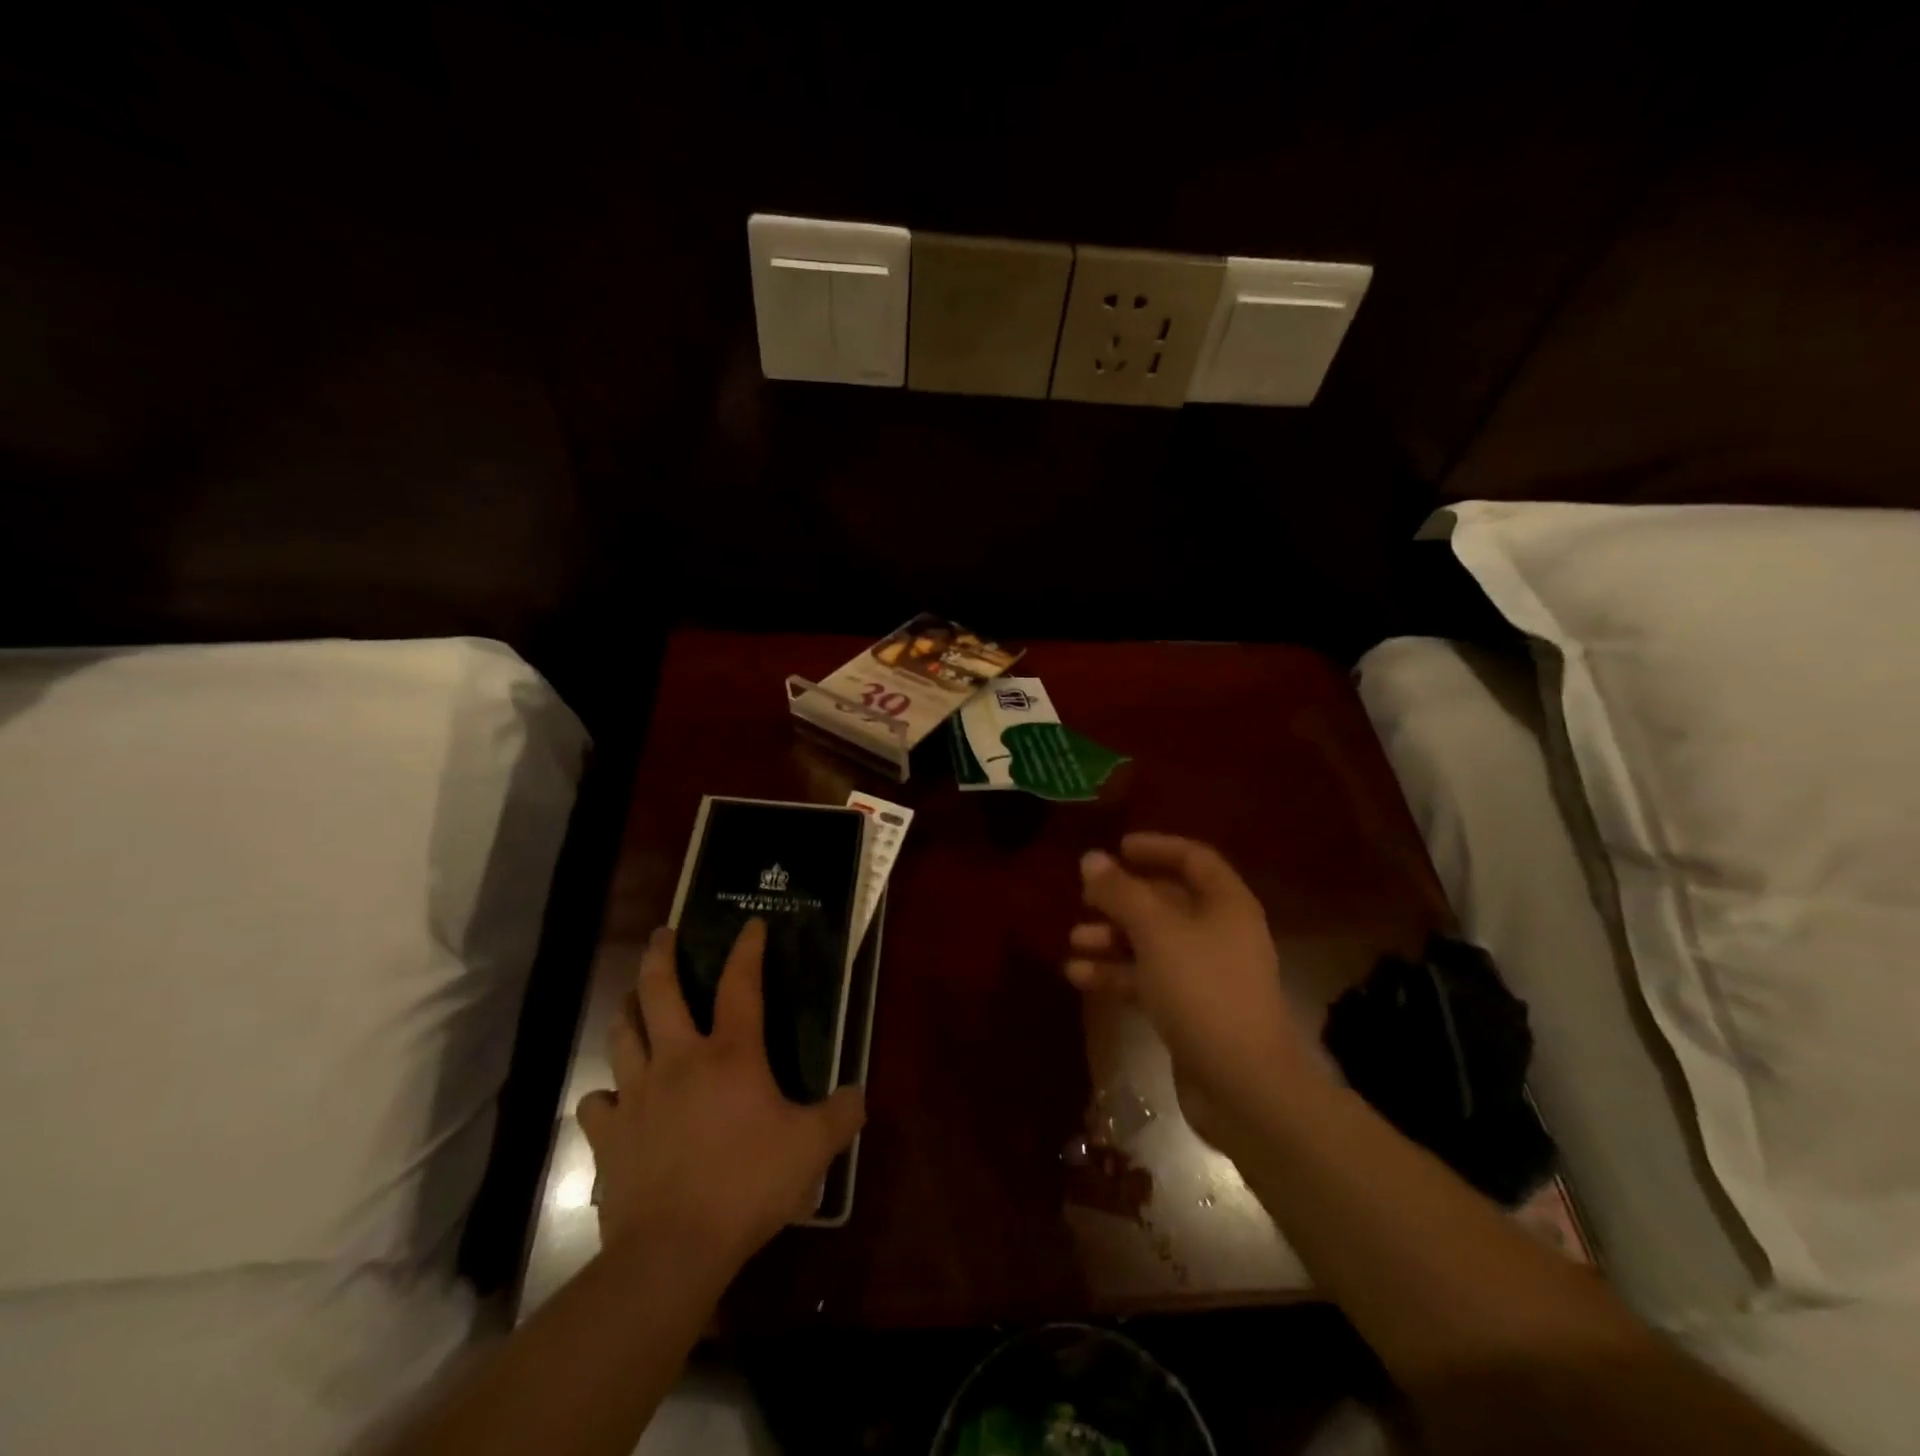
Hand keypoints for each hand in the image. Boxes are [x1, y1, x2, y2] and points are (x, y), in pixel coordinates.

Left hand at [575, 919, 864, 1276]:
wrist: (672, 1250)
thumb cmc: (748, 1185)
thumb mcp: (812, 1148)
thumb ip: (841, 1115)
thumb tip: (858, 1094)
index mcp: (730, 1054)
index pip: (740, 984)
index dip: (747, 949)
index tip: (750, 924)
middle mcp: (677, 1060)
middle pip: (658, 992)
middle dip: (659, 956)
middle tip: (661, 935)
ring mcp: (637, 1095)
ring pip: (621, 1036)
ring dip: (626, 1012)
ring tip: (630, 1001)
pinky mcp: (609, 1135)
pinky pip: (597, 1103)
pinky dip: (604, 1096)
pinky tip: (611, 1101)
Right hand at [1065, 834, 1322, 1143]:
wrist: (1242, 1084)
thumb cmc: (1202, 989)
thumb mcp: (1155, 931)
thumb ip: (1121, 892)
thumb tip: (1091, 858)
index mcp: (1225, 904)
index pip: (1193, 859)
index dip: (1156, 848)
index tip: (1118, 847)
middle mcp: (1218, 933)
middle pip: (1167, 901)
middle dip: (1123, 898)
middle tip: (1084, 897)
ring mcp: (1205, 974)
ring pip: (1152, 942)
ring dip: (1113, 938)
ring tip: (1074, 940)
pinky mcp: (1189, 1010)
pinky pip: (1148, 979)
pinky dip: (1117, 973)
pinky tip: (1078, 975)